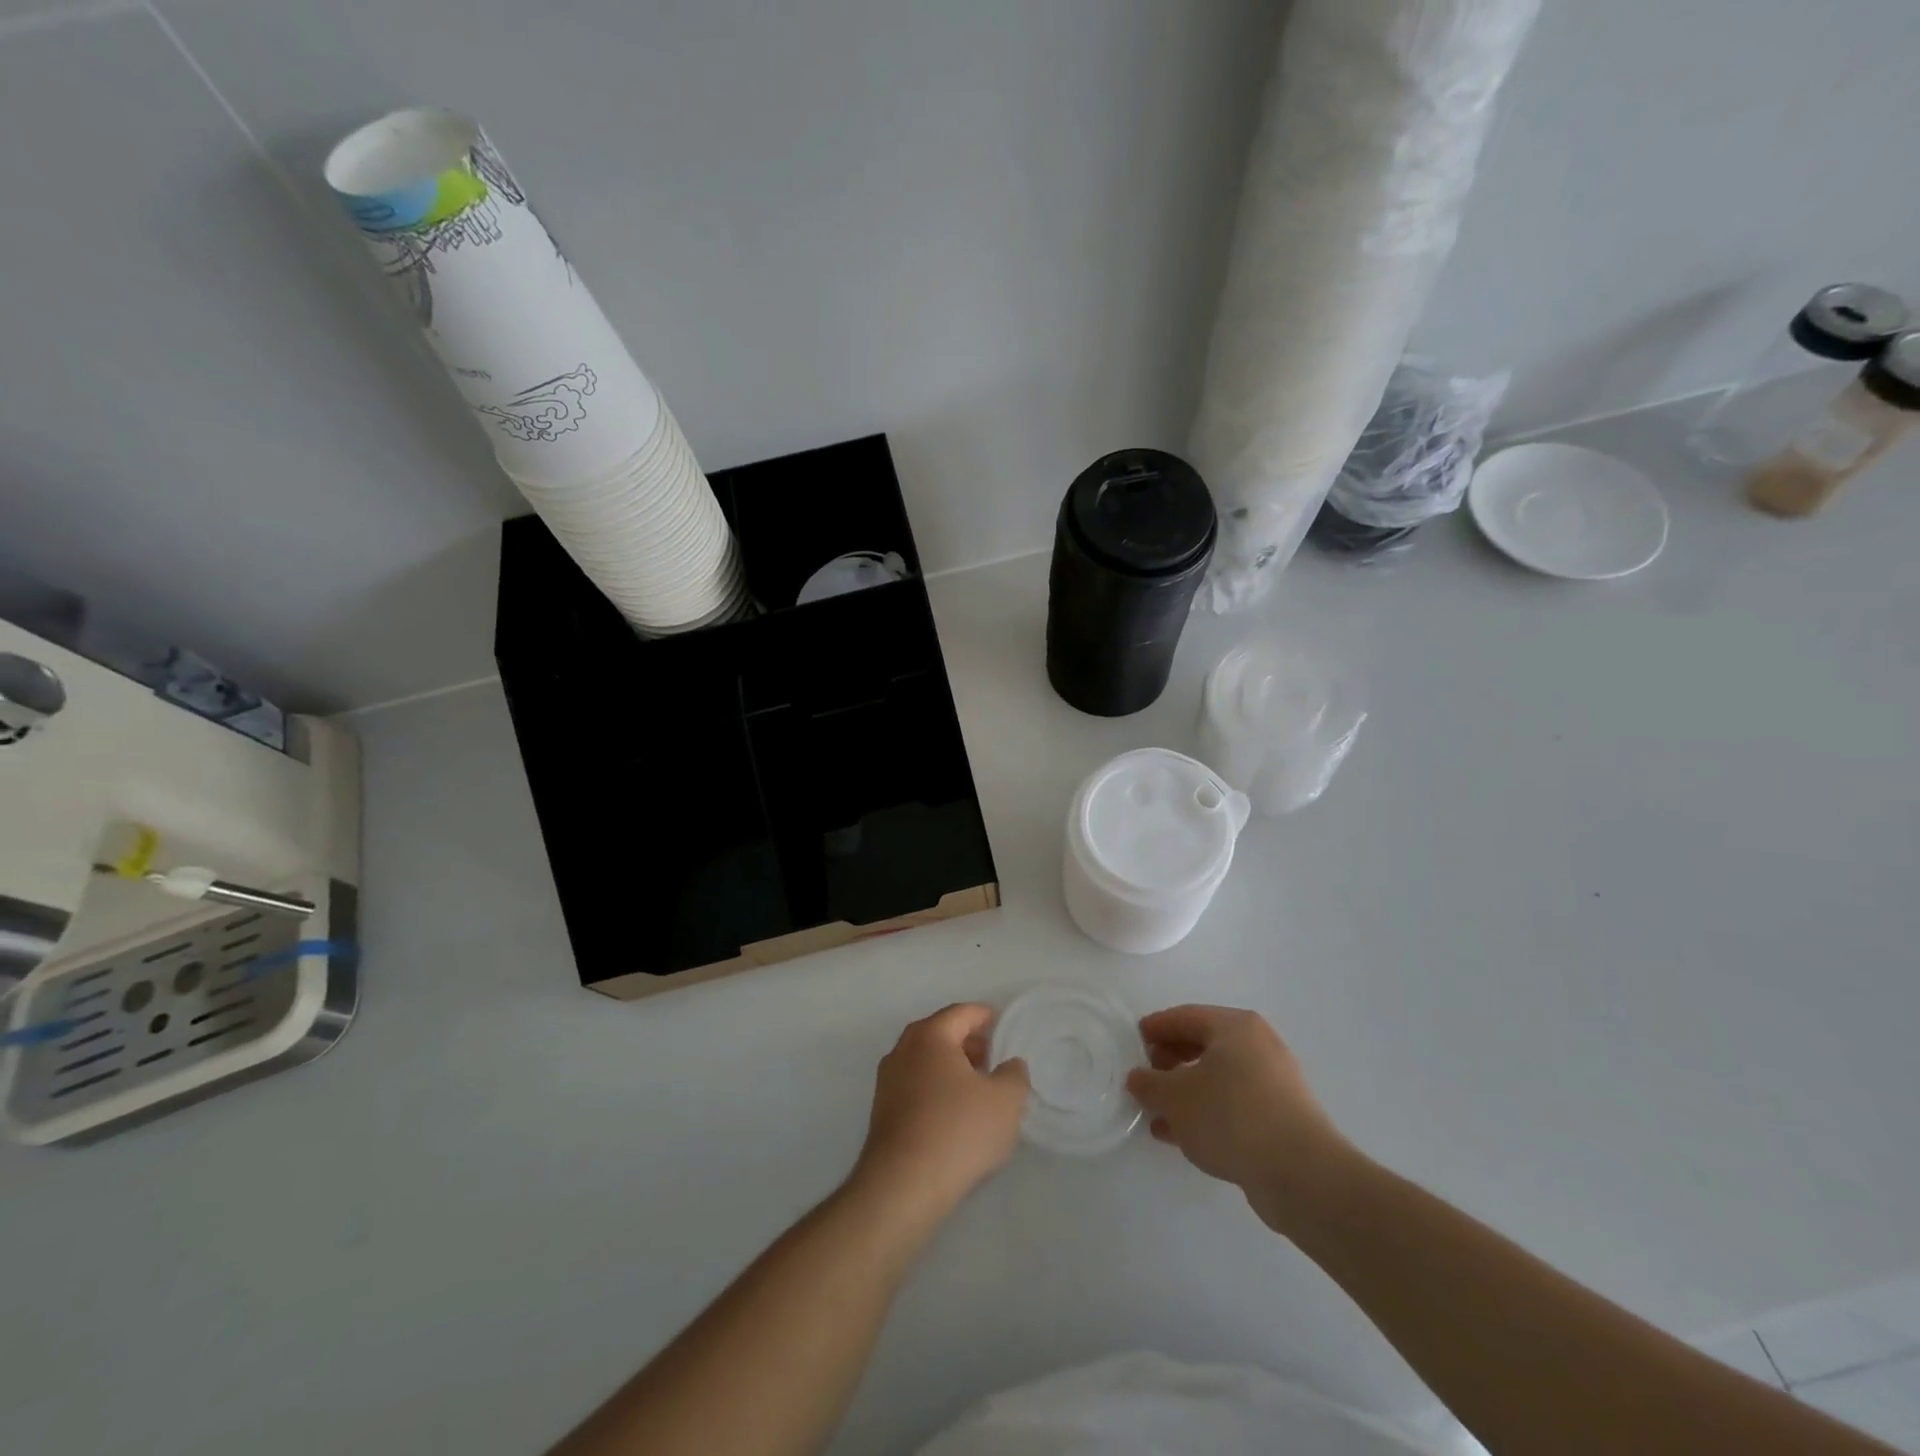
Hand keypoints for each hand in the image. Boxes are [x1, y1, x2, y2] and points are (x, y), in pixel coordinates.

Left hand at [851, 1004, 1029, 1221]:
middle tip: (993, 1057)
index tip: (1002, 1027)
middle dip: (967, 1041)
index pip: (961, 1013)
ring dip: (951, 1067)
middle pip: (940, 1033)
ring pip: (925, 1061)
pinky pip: (915, 1086)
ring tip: (977, 1088)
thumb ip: (1014, 1075)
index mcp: (930, 1036)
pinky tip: (954, 1113)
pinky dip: (936, 1088)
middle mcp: (903, 1050)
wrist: (902, 1186)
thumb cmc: (958, 1130)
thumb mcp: (1005, 1101)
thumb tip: (1010, 1064)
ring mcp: (887, 1081)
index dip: (985, 1016)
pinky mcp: (881, 1112)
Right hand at [1126, 1005, 1351, 1233]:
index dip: (1157, 1027)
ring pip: (1218, 1079)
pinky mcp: (1282, 1118)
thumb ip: (1149, 1084)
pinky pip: (1234, 1105)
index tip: (1134, 1039)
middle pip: (1204, 1045)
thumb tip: (1138, 1078)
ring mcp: (1275, 1083)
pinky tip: (1182, 1136)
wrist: (1301, 1175)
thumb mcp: (1175, 1097)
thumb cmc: (1231, 1116)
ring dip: (1186, 1092)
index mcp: (1235, 1026)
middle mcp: (1259, 1046)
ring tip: (1158, 1113)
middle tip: (1146, 1076)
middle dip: (1171, 1060)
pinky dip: (1207, 1113)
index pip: (1186, 1017)